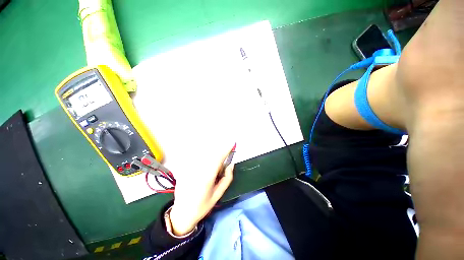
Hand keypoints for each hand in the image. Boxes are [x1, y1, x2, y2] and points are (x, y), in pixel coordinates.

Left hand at [169, 144, 234, 235]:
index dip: (226, 149)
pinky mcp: (184, 168)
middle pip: (212, 154)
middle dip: (219, 155)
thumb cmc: (202, 206)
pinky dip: (203, 160)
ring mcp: (189, 168)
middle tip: (220, 166)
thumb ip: (227, 178)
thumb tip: (231, 164)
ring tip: (211, 172)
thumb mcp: (218, 194)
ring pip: (204, 155)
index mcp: (207, 177)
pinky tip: (203, 171)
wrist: (181, 213)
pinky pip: (197, 158)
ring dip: (211, 157)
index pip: (218, 158)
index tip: (232, 143)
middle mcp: (197, 170)